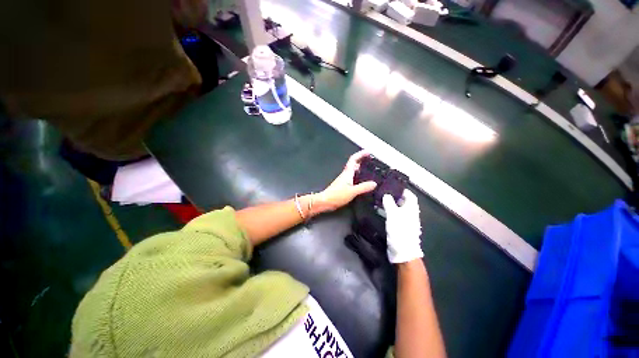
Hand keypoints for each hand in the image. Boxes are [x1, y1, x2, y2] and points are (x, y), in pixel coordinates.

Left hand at [316, 151, 376, 212]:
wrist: (325, 201)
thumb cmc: (336, 195)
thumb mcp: (352, 191)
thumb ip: (363, 187)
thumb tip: (374, 183)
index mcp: (347, 173)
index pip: (353, 159)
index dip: (360, 154)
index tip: (368, 152)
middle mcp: (345, 175)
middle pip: (354, 164)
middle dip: (362, 160)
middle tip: (370, 160)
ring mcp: (344, 180)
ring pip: (353, 171)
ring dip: (360, 168)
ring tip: (368, 169)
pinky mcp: (343, 186)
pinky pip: (352, 178)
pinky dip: (358, 176)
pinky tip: (362, 181)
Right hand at [382, 189, 423, 263]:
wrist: (403, 251)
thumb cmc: (400, 230)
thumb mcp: (393, 214)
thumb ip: (389, 203)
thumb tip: (386, 195)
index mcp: (411, 209)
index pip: (410, 195)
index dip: (403, 190)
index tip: (393, 186)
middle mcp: (410, 214)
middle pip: (404, 202)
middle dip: (395, 196)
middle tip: (383, 192)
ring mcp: (406, 221)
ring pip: (399, 209)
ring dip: (391, 204)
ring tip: (380, 200)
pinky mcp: (400, 227)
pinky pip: (395, 216)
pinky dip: (389, 212)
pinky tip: (381, 211)